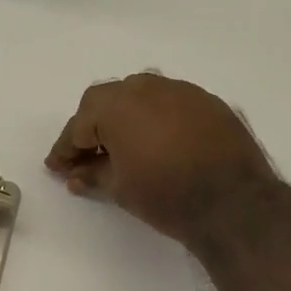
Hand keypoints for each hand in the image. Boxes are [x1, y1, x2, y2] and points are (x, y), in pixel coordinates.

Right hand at [44, 73, 276, 244]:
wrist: (234, 202)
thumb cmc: (166, 195)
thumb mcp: (120, 189)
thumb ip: (93, 175)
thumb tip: (75, 175)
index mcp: (117, 105)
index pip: (80, 124)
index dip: (65, 148)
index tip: (56, 167)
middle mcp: (147, 87)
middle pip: (107, 101)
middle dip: (92, 127)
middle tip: (86, 156)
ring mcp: (182, 91)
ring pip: (140, 96)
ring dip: (124, 118)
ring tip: (121, 148)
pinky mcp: (209, 102)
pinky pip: (170, 104)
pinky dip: (156, 119)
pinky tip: (157, 143)